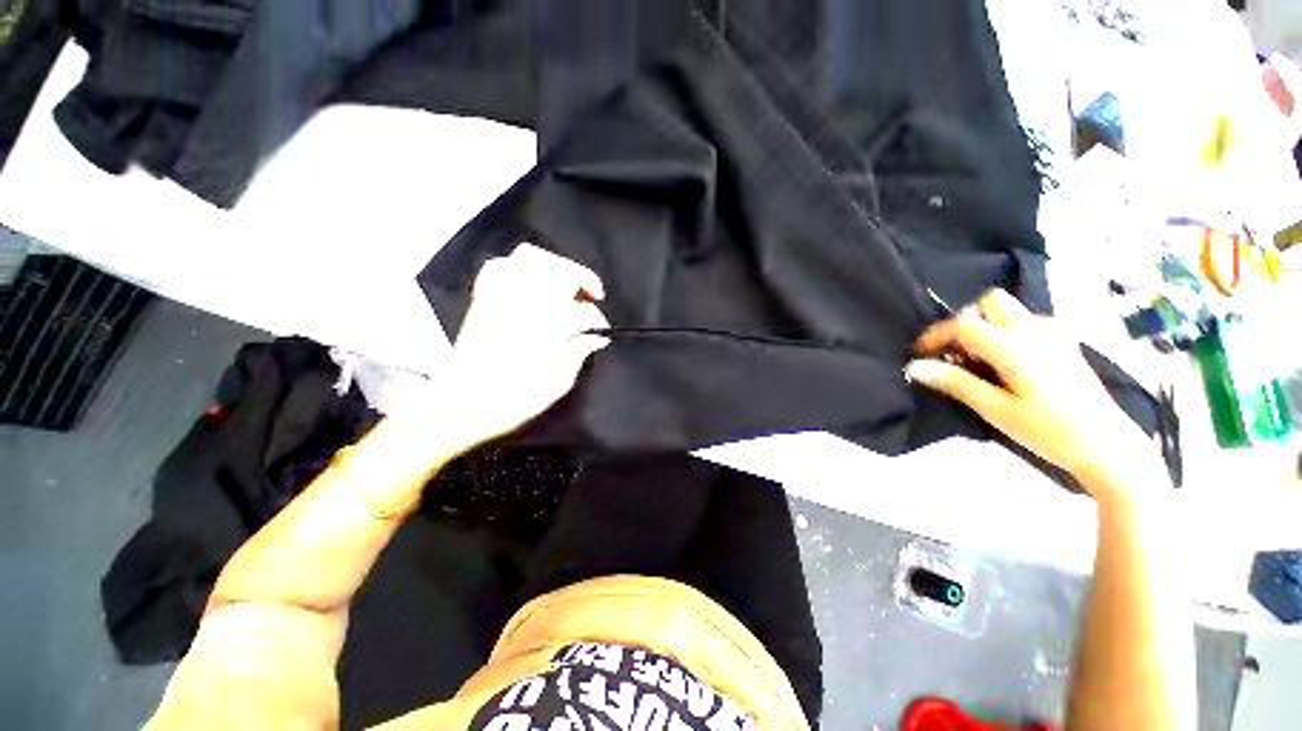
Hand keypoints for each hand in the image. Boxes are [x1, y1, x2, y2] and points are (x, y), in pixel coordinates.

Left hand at [430, 243, 610, 450]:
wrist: (465, 404)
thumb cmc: (516, 398)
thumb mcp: (559, 381)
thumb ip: (580, 353)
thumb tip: (596, 338)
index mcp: (548, 323)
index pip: (583, 310)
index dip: (597, 319)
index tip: (602, 332)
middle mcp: (525, 300)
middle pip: (560, 270)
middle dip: (582, 278)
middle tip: (592, 294)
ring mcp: (502, 295)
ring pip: (530, 257)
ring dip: (554, 265)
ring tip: (564, 282)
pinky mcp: (484, 299)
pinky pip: (499, 267)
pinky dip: (518, 267)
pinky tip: (528, 281)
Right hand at [907, 289, 1156, 495]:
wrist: (1108, 446)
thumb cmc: (1048, 431)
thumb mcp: (995, 410)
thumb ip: (955, 383)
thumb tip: (915, 366)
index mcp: (1014, 348)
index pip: (964, 324)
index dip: (935, 335)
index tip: (919, 354)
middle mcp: (1035, 332)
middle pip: (990, 302)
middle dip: (963, 319)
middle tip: (952, 349)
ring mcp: (1055, 335)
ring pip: (1011, 309)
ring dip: (986, 324)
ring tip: (976, 355)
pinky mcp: (1066, 345)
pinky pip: (1031, 321)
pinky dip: (1009, 330)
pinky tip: (1008, 356)